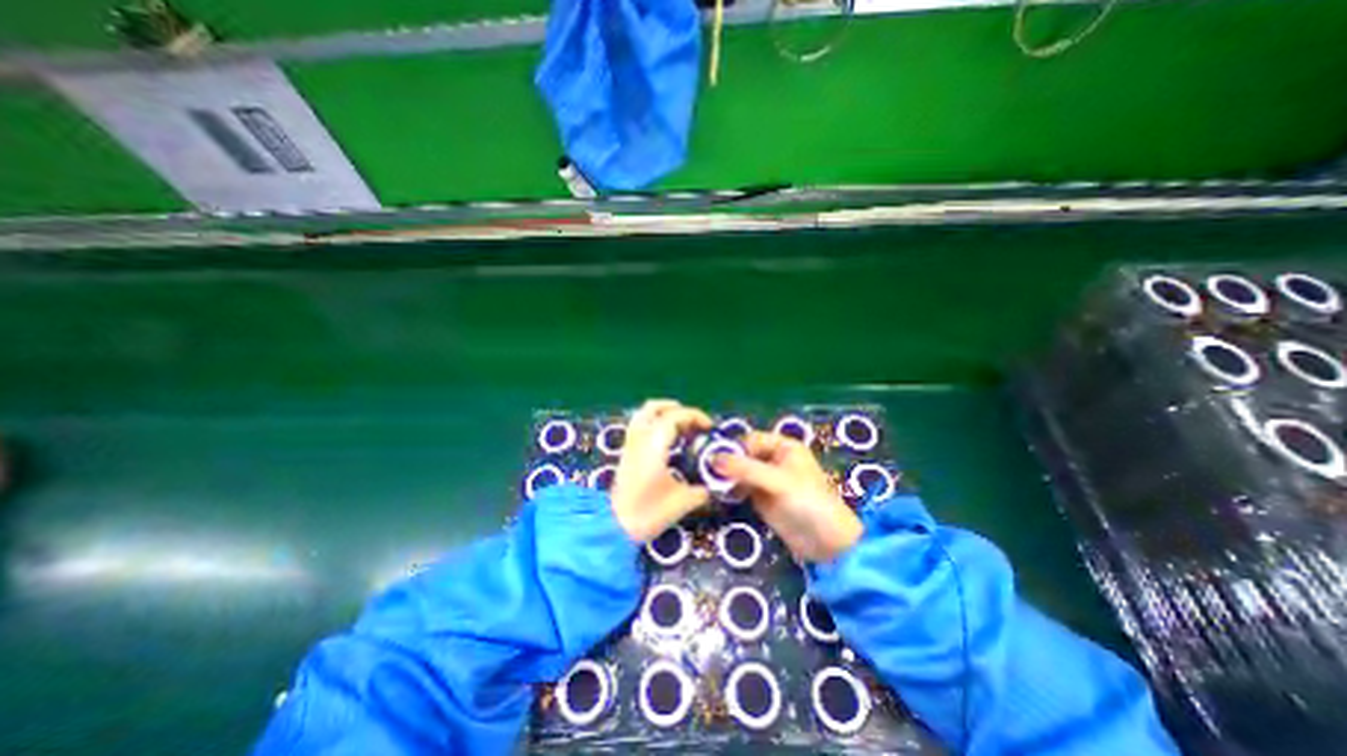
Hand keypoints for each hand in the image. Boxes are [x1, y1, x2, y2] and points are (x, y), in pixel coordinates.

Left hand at [612, 400, 714, 540]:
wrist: (614, 527)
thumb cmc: (649, 513)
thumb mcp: (682, 502)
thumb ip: (701, 490)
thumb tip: (712, 487)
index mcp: (654, 445)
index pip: (674, 416)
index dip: (695, 416)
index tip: (710, 427)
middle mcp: (640, 438)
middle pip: (654, 408)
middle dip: (676, 409)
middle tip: (693, 421)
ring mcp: (630, 444)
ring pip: (643, 415)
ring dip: (662, 414)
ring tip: (680, 426)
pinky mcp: (626, 454)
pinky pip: (640, 427)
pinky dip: (654, 425)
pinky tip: (666, 440)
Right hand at [714, 432, 862, 560]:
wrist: (827, 543)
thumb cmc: (808, 502)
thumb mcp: (777, 481)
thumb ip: (745, 469)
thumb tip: (712, 458)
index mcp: (783, 447)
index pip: (751, 440)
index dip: (733, 447)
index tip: (712, 457)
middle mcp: (774, 459)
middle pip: (743, 454)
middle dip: (727, 461)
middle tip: (705, 470)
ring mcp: (767, 479)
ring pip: (740, 471)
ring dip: (726, 476)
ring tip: (709, 481)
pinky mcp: (762, 498)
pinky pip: (741, 487)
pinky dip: (730, 489)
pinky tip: (719, 492)